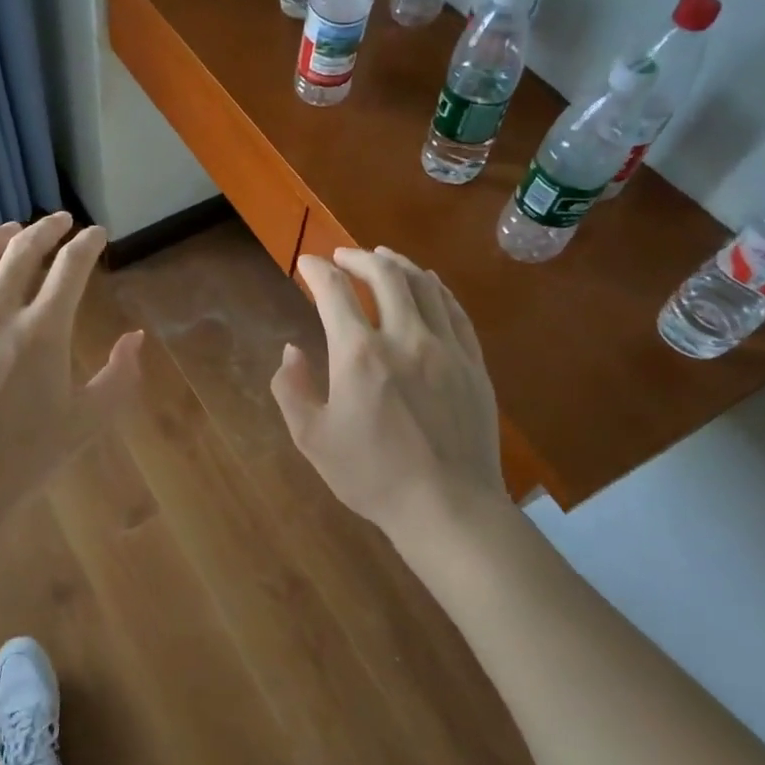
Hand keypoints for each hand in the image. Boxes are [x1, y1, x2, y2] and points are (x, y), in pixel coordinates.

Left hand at [0, 213, 143, 527]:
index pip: (70, 266)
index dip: (86, 243)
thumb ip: (119, 377)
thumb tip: (135, 339)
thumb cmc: (23, 458)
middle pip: (22, 250)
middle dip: (46, 229)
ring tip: (10, 229)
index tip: (96, 234)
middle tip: (59, 221)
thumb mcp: (85, 422)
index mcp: (41, 330)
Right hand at [272, 247, 505, 540]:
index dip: (317, 269)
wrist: (448, 508)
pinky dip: (436, 288)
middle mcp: (404, 338)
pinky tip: (428, 283)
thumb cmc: (373, 476)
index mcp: (359, 354)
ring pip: (423, 285)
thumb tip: (291, 351)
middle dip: (358, 257)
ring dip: (398, 264)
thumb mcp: (312, 439)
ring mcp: (445, 347)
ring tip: (382, 257)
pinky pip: (454, 310)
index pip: (334, 291)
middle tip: (342, 257)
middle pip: (384, 275)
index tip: (306, 264)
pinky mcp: (473, 363)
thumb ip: (292, 389)